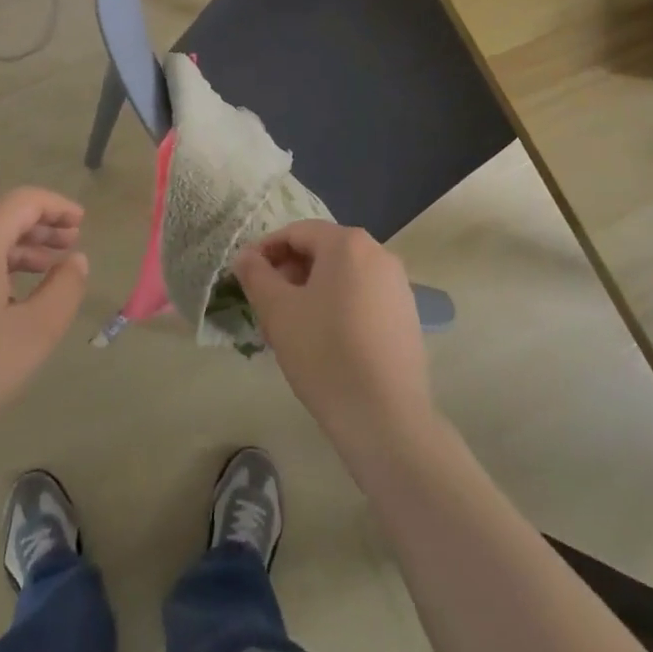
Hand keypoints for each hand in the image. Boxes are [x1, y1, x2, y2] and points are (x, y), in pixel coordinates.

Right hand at [233, 221, 432, 448]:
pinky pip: (363, 297)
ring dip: (312, 291)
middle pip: (322, 252)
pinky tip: (324, 341)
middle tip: (265, 304)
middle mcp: (378, 254)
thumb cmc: (325, 353)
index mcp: (347, 243)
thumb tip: (245, 256)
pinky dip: (338, 306)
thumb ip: (256, 275)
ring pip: (343, 276)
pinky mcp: (407, 316)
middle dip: (289, 272)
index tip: (245, 276)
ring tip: (291, 326)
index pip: (296, 233)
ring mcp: (398, 286)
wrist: (386, 418)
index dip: (265, 250)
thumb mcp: (278, 311)